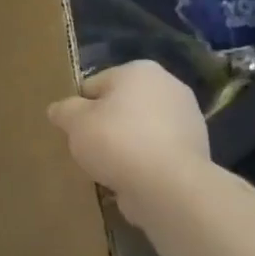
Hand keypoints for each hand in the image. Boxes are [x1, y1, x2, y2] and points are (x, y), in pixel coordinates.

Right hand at [48, 61, 209, 227]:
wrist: (168, 184)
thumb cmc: (116, 141)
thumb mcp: (75, 122)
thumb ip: (63, 110)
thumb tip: (59, 109)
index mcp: (139, 71)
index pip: (94, 85)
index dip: (79, 108)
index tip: (73, 131)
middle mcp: (169, 86)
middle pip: (120, 106)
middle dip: (104, 125)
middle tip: (88, 149)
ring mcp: (187, 118)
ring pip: (139, 129)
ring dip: (124, 144)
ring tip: (108, 167)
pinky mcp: (195, 149)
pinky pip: (156, 151)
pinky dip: (143, 161)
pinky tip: (131, 177)